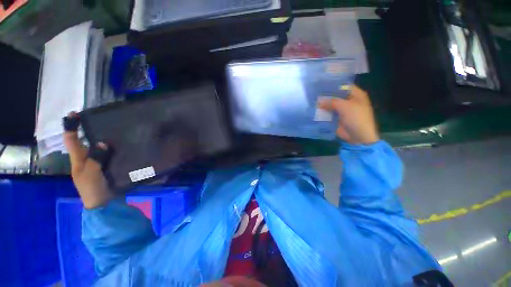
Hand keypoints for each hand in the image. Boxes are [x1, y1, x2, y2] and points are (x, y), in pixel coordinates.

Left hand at [63, 113, 113, 208]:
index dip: (71, 127)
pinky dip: (112, 148)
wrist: (103, 203)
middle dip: (88, 130)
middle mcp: (86, 159)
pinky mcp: (107, 167)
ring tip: (114, 130)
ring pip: (97, 147)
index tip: (74, 114)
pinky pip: (108, 154)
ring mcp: (97, 163)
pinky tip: (122, 145)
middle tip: (100, 120)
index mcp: (78, 159)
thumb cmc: (92, 189)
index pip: (72, 140)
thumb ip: (94, 159)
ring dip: (103, 138)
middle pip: (85, 141)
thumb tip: (101, 142)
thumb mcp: (90, 174)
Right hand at [318, 86, 378, 143]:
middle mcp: (349, 101)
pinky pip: (329, 113)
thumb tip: (318, 101)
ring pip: (331, 105)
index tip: (321, 84)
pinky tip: (314, 110)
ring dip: (323, 104)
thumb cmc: (356, 118)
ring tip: (312, 101)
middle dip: (326, 95)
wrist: (358, 136)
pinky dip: (323, 112)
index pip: (343, 86)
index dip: (333, 85)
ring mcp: (343, 110)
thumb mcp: (344, 106)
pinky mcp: (338, 118)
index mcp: (356, 95)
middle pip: (336, 96)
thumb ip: (331, 101)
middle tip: (314, 93)